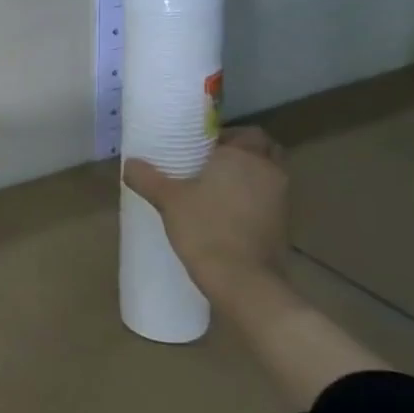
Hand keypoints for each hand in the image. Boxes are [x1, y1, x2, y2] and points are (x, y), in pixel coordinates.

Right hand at [123, 126, 288, 295]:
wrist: (242, 279)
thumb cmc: (205, 227)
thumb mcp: (167, 199)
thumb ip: (147, 177)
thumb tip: (129, 163)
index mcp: (244, 157)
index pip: (248, 133)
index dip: (226, 136)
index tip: (200, 147)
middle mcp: (269, 172)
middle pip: (264, 151)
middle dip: (242, 153)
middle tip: (209, 163)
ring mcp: (282, 199)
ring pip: (266, 176)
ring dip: (247, 176)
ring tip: (212, 187)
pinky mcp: (283, 224)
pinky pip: (267, 199)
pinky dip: (251, 198)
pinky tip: (224, 211)